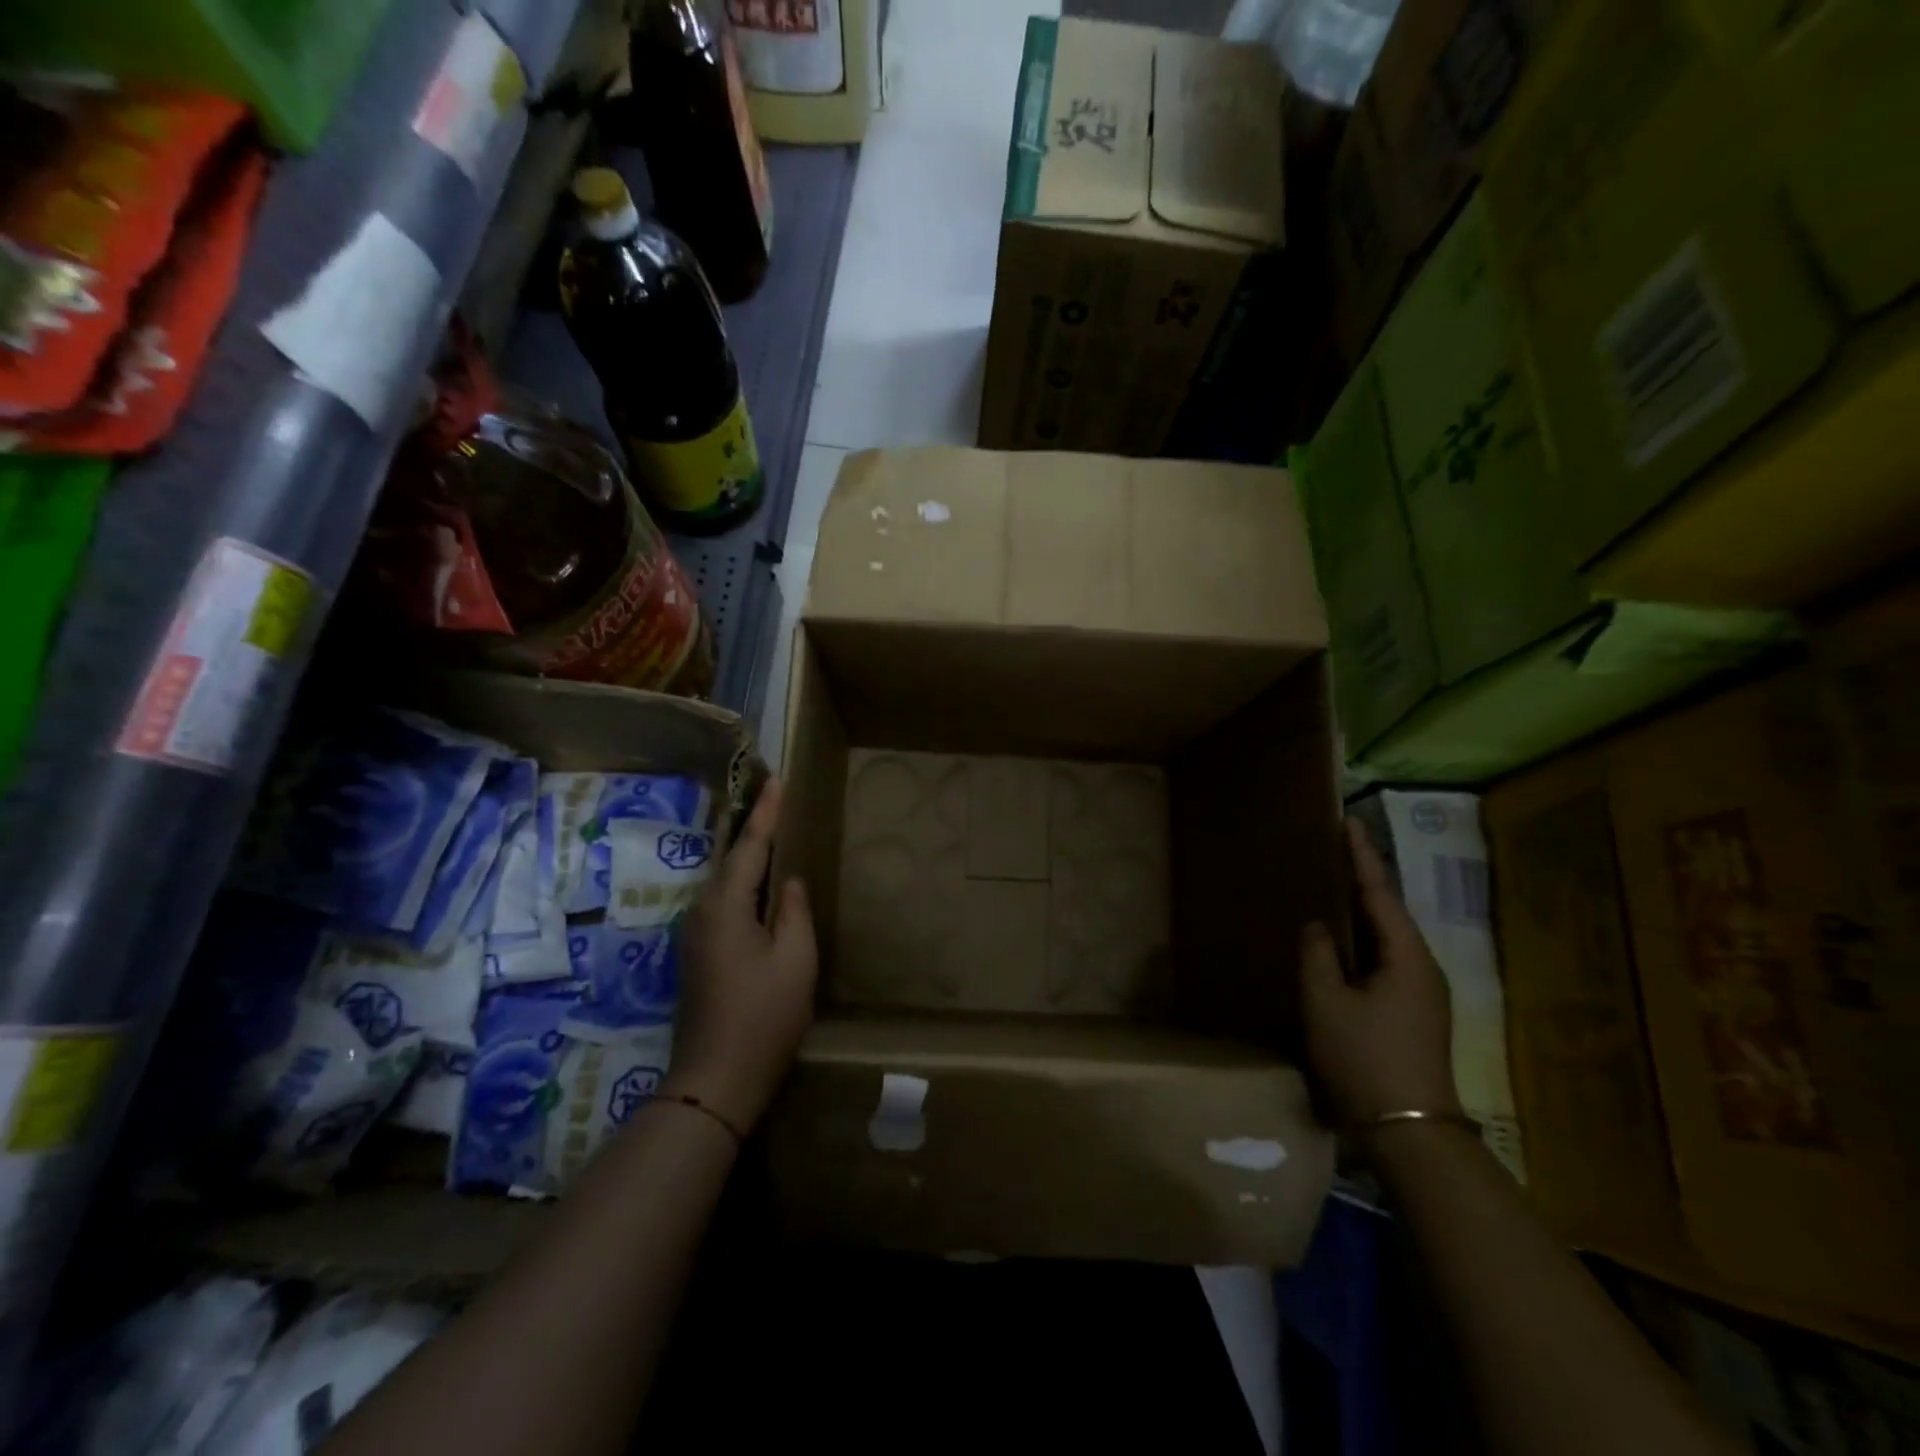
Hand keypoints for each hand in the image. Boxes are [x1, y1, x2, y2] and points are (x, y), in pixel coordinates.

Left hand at [665, 781, 817, 1132]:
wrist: (715, 1080)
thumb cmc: (763, 1016)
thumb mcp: (795, 959)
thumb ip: (793, 911)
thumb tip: (786, 881)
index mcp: (726, 906)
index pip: (750, 846)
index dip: (767, 812)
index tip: (777, 778)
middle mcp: (702, 912)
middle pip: (731, 859)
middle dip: (754, 828)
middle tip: (777, 799)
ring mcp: (695, 935)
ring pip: (725, 883)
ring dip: (748, 856)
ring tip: (772, 833)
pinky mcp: (698, 955)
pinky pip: (723, 904)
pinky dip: (743, 884)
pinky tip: (760, 886)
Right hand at [1301, 817, 1461, 1128]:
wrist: (1408, 1131)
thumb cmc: (1365, 1058)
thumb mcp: (1326, 1002)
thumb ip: (1317, 955)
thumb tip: (1318, 926)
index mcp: (1407, 956)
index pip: (1379, 892)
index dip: (1361, 855)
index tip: (1348, 821)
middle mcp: (1422, 967)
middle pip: (1388, 912)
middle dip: (1362, 879)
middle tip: (1334, 849)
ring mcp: (1422, 993)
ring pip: (1387, 938)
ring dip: (1361, 911)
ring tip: (1332, 887)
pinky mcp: (1413, 1013)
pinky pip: (1384, 960)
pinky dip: (1362, 940)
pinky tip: (1341, 943)